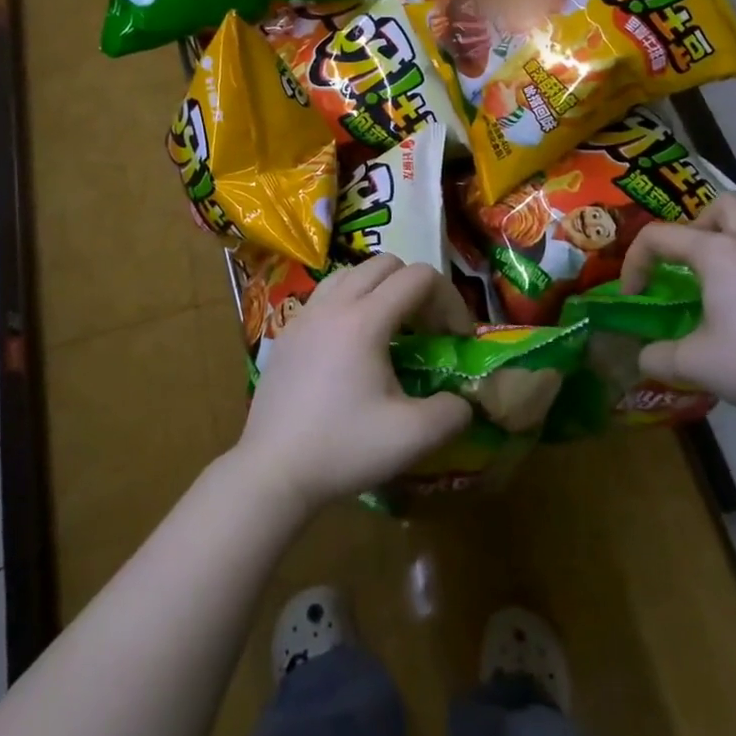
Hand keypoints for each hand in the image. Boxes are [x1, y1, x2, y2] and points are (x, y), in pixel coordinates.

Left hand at [233, 256, 473, 512]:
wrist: (272, 471)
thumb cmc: (343, 449)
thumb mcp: (413, 437)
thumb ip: (453, 411)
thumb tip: (462, 400)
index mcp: (364, 320)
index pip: (418, 277)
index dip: (449, 300)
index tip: (455, 339)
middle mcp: (332, 305)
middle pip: (384, 264)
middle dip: (416, 288)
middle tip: (427, 330)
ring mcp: (304, 316)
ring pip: (351, 274)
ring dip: (381, 290)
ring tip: (392, 332)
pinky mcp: (287, 333)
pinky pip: (326, 297)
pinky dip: (350, 305)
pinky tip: (354, 350)